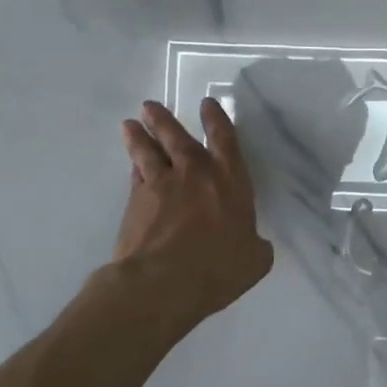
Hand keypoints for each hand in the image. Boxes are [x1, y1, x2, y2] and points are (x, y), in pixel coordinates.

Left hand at [112, 99, 274, 326]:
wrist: (162, 282)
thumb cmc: (218, 268)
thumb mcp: (254, 260)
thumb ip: (256, 246)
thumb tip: (255, 245)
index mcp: (230, 180)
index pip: (224, 139)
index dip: (216, 119)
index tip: (206, 104)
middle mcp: (195, 174)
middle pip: (178, 138)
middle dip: (165, 120)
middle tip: (150, 106)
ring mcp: (161, 185)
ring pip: (149, 152)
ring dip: (140, 137)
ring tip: (130, 124)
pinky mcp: (135, 203)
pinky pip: (135, 177)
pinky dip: (134, 167)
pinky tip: (131, 165)